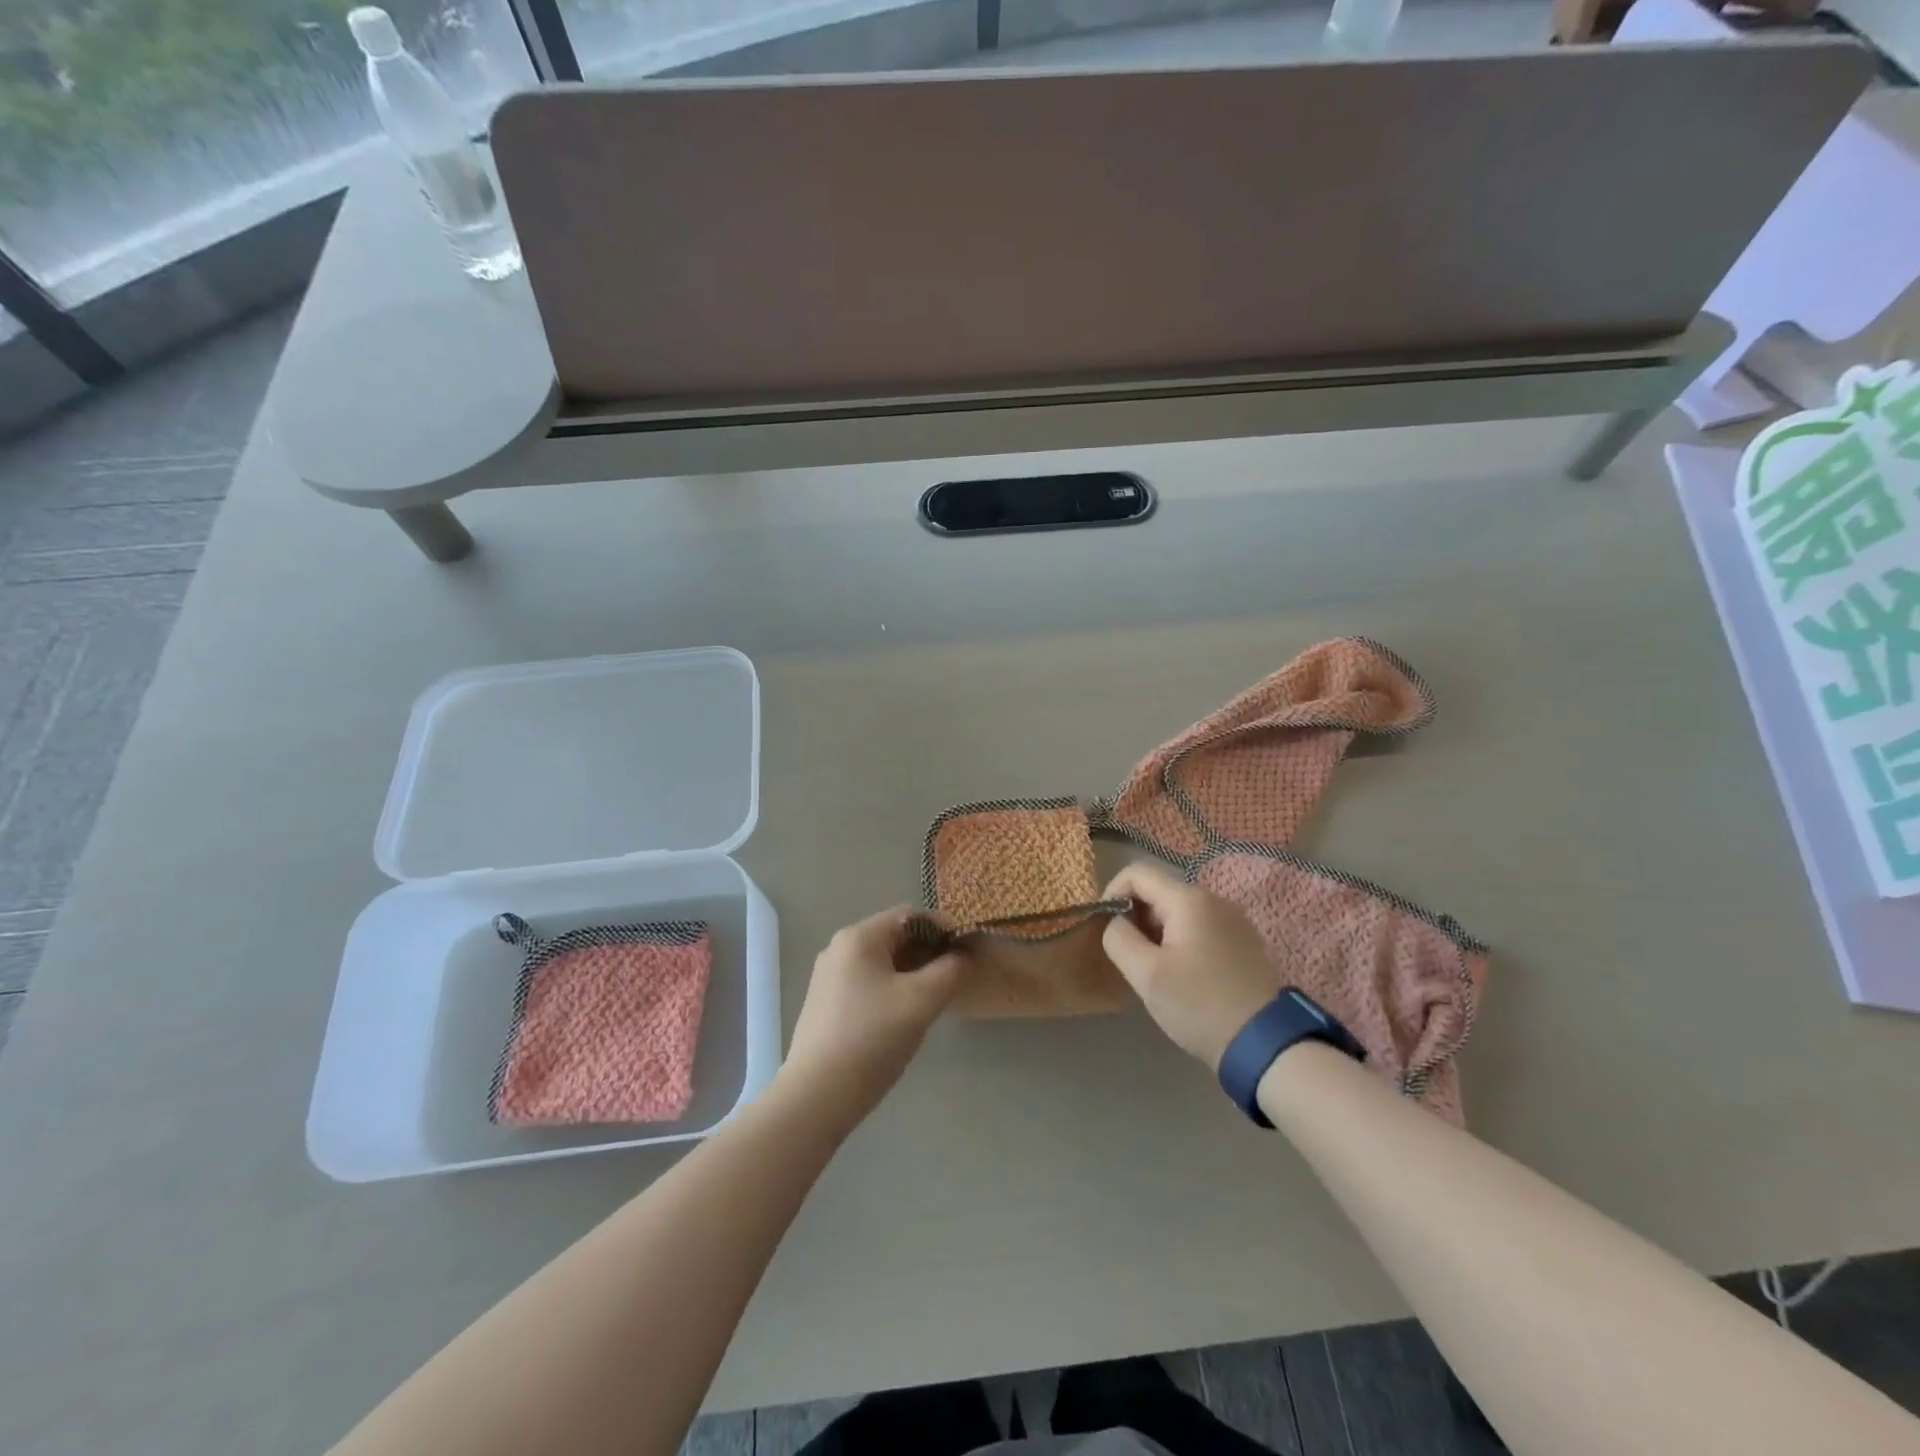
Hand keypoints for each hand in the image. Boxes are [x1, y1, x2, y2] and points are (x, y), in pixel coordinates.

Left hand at [776, 907, 966, 1128]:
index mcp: (859, 937)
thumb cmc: (873, 1038)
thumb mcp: (922, 1000)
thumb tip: (964, 955)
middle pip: (895, 937)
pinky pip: (868, 982)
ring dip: (912, 973)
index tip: (966, 954)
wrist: (817, 1096)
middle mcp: (839, 948)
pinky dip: (892, 989)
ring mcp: (828, 977)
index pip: (911, 916)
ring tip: (932, 1000)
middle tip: (953, 979)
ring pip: (882, 962)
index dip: (943, 929)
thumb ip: (950, 970)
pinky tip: (903, 1018)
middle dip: (928, 953)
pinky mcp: (826, 1003)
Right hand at [1102, 861, 1279, 1071]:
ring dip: (1157, 931)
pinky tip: (1182, 975)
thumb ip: (1119, 938)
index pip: (1137, 873)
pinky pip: (1200, 927)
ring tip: (1154, 969)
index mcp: (1189, 899)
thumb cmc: (1199, 1004)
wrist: (1265, 1044)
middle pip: (1159, 890)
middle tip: (1129, 956)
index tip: (1106, 927)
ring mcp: (1234, 920)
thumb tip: (1116, 921)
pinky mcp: (1244, 941)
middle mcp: (1214, 899)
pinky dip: (1180, 940)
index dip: (1112, 892)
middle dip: (1136, 916)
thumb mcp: (1146, 974)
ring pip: (1179, 910)